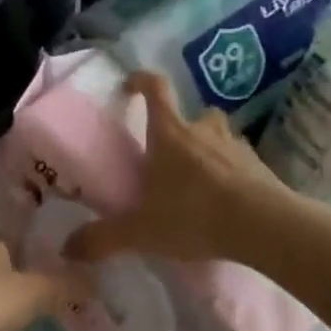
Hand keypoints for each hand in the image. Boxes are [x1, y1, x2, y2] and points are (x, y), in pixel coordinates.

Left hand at [0, 239, 65, 330]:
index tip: (67, 260)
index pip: (19, 238)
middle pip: (5, 267)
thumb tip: (100, 278)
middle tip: (63, 289)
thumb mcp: (36, 291)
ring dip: (10, 303)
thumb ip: (67, 284)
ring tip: (42, 313)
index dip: (42, 248)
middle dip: (28, 277)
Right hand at [66, 72, 282, 266]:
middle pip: (192, 115)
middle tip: (168, 155)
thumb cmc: (193, 215)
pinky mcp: (261, 168)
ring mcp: (236, 147)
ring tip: (198, 181)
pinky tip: (225, 201)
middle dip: (180, 129)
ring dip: (208, 150)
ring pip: (219, 137)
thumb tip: (67, 249)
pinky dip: (231, 174)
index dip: (142, 81)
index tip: (130, 85)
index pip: (156, 89)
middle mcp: (203, 131)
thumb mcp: (140, 231)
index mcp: (170, 134)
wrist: (263, 225)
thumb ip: (103, 238)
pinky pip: (240, 163)